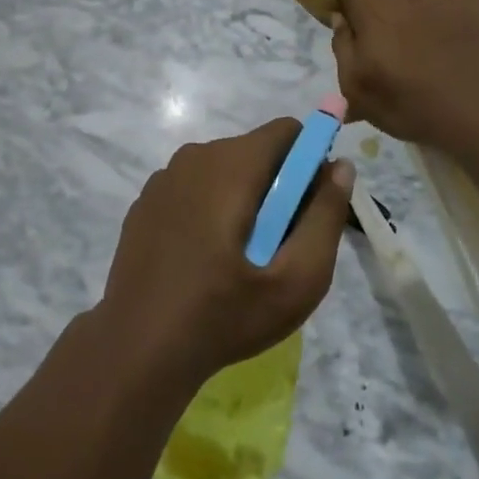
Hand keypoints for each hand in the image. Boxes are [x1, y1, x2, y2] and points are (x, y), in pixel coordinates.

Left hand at [100, 120, 353, 388]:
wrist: (138, 347)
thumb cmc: (224, 315)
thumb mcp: (296, 279)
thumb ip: (325, 216)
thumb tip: (340, 166)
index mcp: (232, 164)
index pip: (287, 131)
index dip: (310, 160)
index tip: (310, 206)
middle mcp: (195, 156)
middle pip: (256, 151)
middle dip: (277, 186)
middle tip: (279, 246)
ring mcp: (164, 177)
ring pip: (224, 169)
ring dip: (243, 198)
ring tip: (241, 258)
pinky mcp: (146, 201)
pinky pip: (194, 187)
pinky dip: (210, 208)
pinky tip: (204, 258)